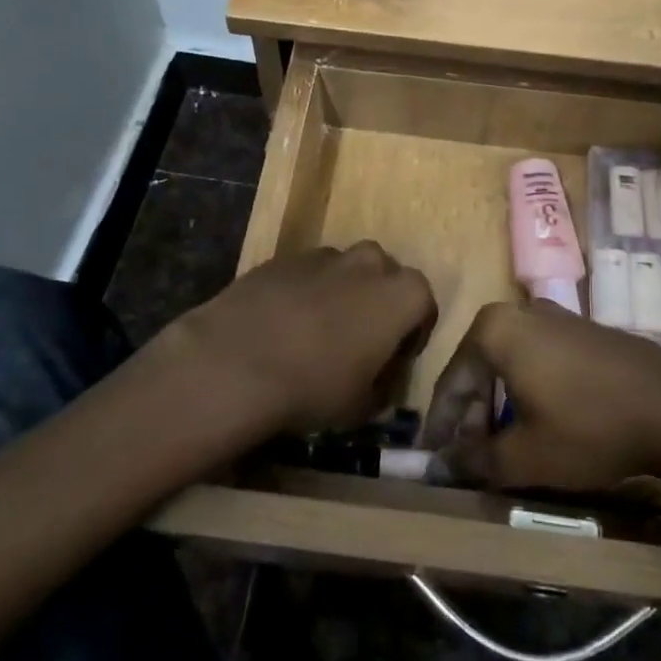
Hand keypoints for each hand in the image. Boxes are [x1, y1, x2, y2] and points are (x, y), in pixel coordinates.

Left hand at [166, 243, 435, 435]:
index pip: (424, 305)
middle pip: (386, 277)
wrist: (236, 360)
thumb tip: (380, 380)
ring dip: (341, 294)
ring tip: (317, 333)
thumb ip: (382, 387)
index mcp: (401, 293)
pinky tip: (283, 325)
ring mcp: (324, 254)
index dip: (413, 334)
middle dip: (379, 303)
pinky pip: (307, 273)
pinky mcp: (284, 257)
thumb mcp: (362, 406)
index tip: (395, 360)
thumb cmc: (314, 386)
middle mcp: (369, 262)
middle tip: (359, 341)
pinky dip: (305, 292)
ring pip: (345, 270)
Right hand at [422, 303, 660, 495]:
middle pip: (478, 368)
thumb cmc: (589, 427)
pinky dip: (526, 390)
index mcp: (493, 330)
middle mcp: (517, 311)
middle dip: (470, 417)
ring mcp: (551, 315)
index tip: (433, 464)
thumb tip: (438, 469)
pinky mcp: (579, 328)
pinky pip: (535, 357)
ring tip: (501, 448)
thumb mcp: (526, 455)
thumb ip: (474, 460)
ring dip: (498, 406)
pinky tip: (536, 423)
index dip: (441, 429)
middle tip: (469, 460)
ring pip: (507, 363)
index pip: (451, 383)